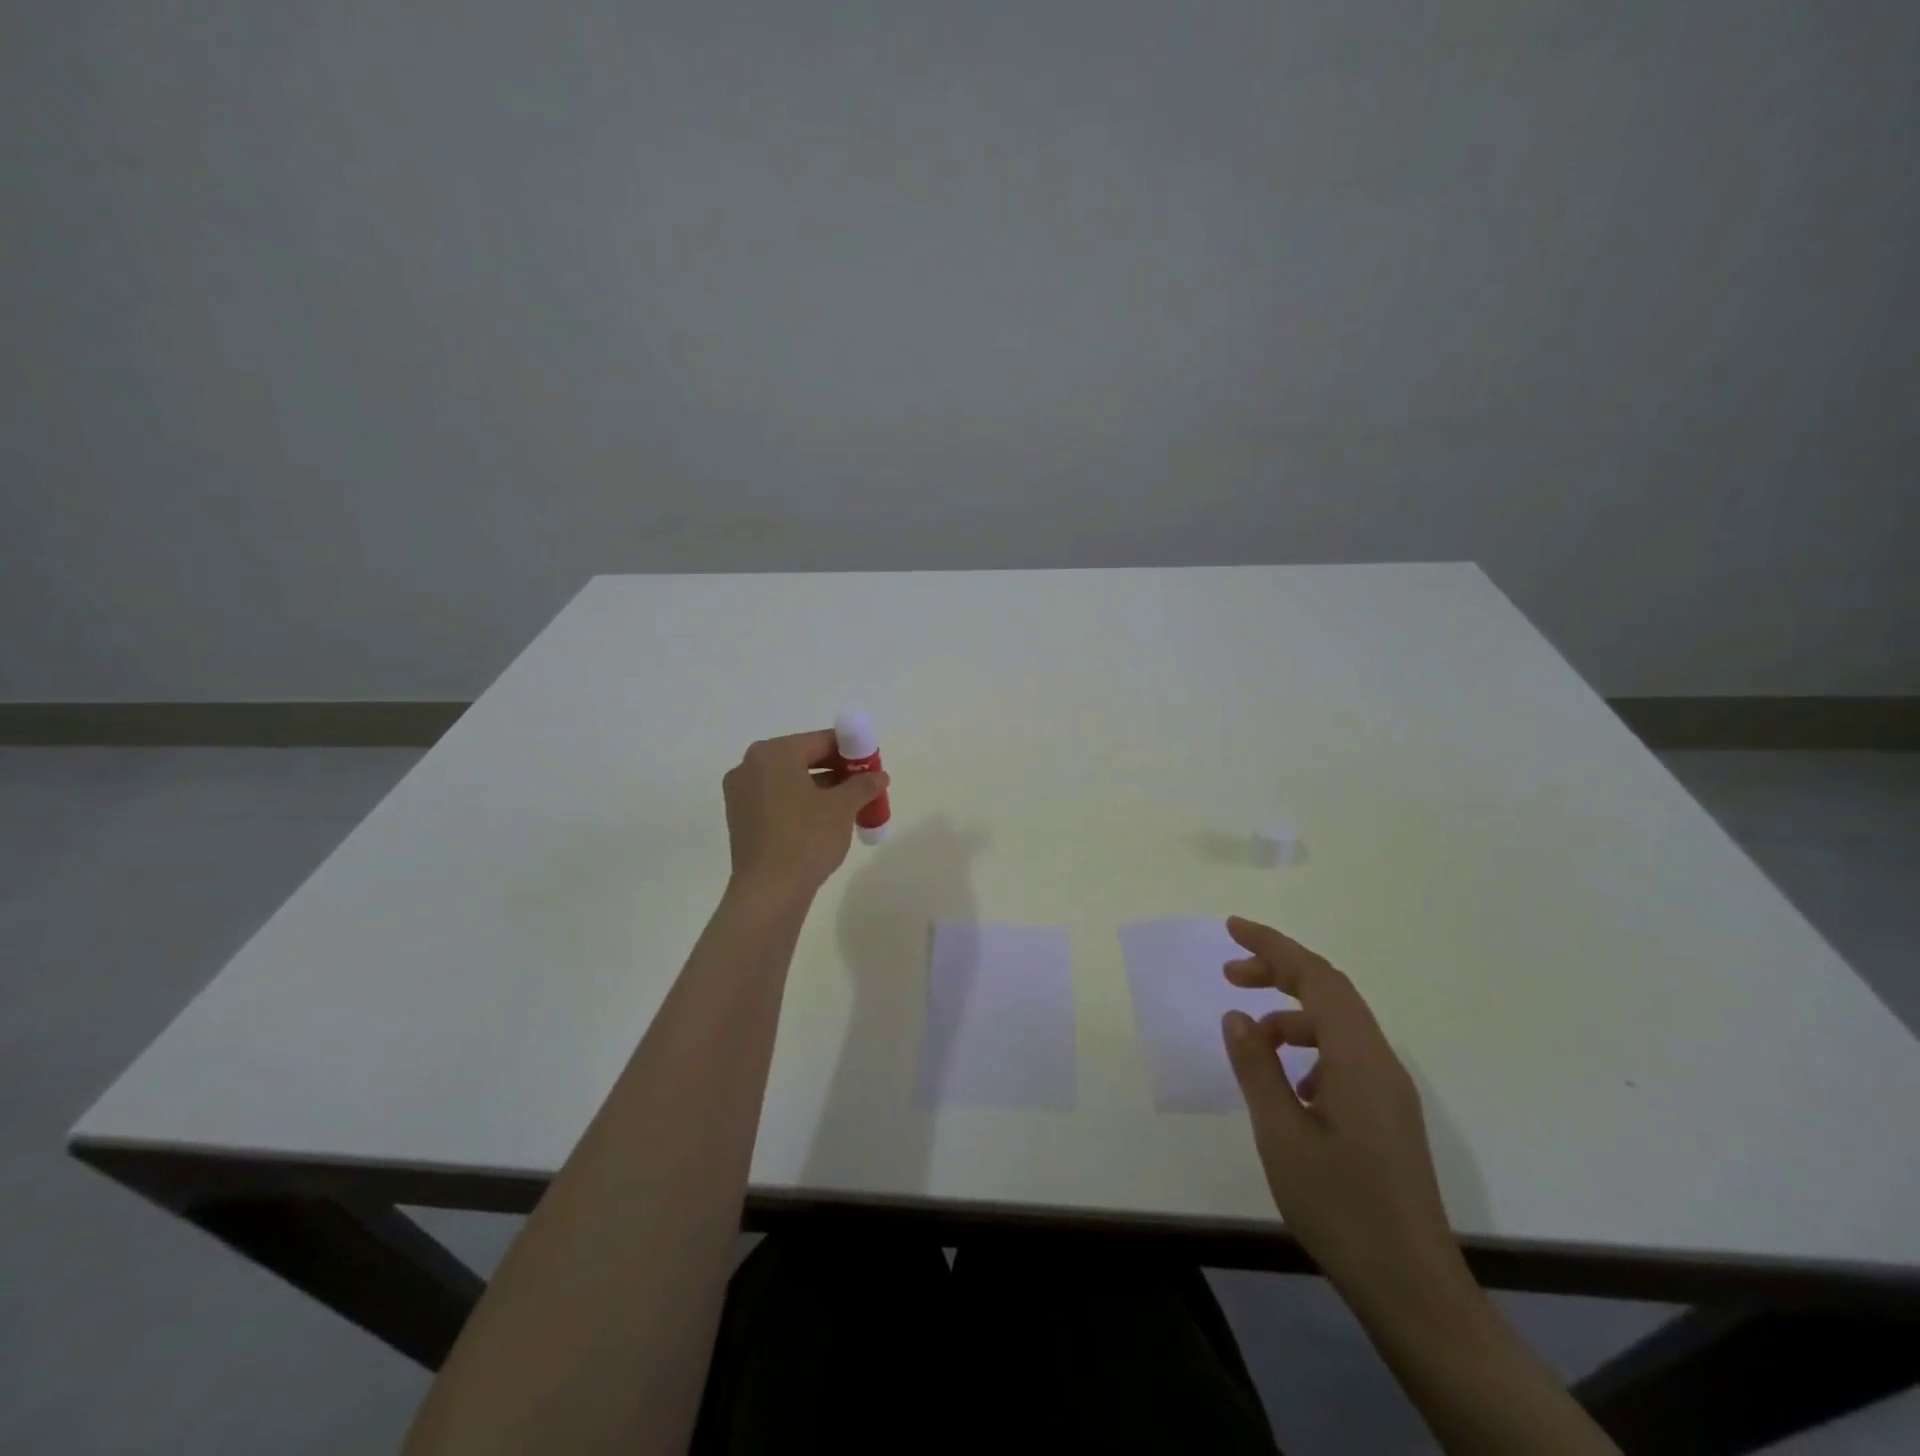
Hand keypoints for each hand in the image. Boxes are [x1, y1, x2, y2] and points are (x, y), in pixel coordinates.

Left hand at [722, 731, 888, 896]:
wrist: (769, 891)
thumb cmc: (807, 838)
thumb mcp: (842, 807)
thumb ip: (863, 785)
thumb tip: (878, 776)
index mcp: (774, 752)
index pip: (821, 741)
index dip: (851, 751)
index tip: (872, 767)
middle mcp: (750, 765)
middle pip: (803, 759)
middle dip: (836, 771)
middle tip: (863, 788)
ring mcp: (740, 793)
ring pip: (789, 781)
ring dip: (819, 789)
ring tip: (848, 808)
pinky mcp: (740, 819)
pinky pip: (776, 800)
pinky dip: (799, 804)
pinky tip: (822, 823)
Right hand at [1220, 916, 1470, 1323]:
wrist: (1413, 1288)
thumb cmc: (1342, 1206)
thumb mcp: (1281, 1134)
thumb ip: (1257, 1068)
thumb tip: (1237, 1017)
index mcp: (1359, 1059)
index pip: (1317, 978)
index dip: (1274, 946)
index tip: (1232, 930)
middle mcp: (1381, 1063)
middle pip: (1330, 992)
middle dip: (1279, 971)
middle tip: (1230, 973)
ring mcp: (1389, 1090)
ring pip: (1337, 1026)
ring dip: (1290, 1014)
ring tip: (1249, 1036)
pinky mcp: (1387, 1115)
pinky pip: (1344, 1057)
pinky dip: (1308, 1049)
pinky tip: (1286, 1084)